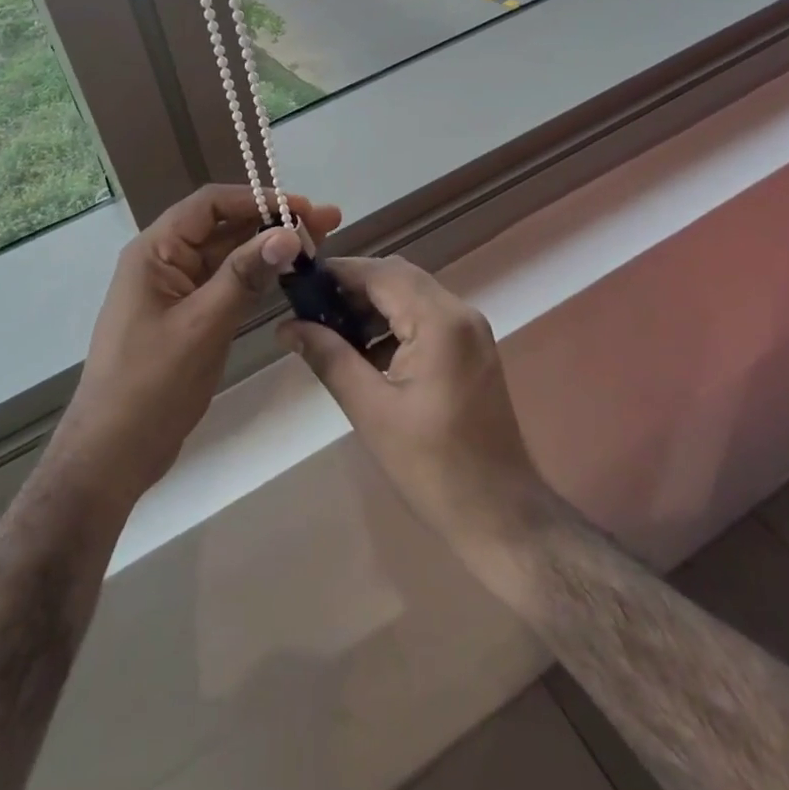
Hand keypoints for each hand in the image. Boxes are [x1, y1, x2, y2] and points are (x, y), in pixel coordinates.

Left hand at [48, 185, 341, 514]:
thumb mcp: (201, 326)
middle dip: (272, 221)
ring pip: (227, 254)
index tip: (304, 208)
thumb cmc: (150, 385)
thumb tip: (287, 233)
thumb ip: (243, 275)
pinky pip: (225, 282)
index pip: (210, 204)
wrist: (112, 454)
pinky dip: (257, 275)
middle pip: (223, 225)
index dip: (257, 199)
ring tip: (318, 243)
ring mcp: (176, 289)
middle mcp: (164, 260)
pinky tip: (289, 275)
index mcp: (155, 251)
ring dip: (268, 247)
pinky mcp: (188, 315)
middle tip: (326, 223)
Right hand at [279, 256, 556, 560]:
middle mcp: (460, 313)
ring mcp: (471, 330)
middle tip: (310, 311)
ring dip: (372, 305)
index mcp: (440, 321)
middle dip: (352, 288)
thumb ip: (329, 358)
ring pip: (411, 295)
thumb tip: (288, 327)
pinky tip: (365, 351)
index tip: (298, 285)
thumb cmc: (432, 466)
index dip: (338, 273)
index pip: (380, 273)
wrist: (500, 516)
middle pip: (398, 277)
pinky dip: (394, 323)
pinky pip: (426, 317)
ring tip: (330, 331)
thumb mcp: (371, 411)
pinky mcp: (471, 350)